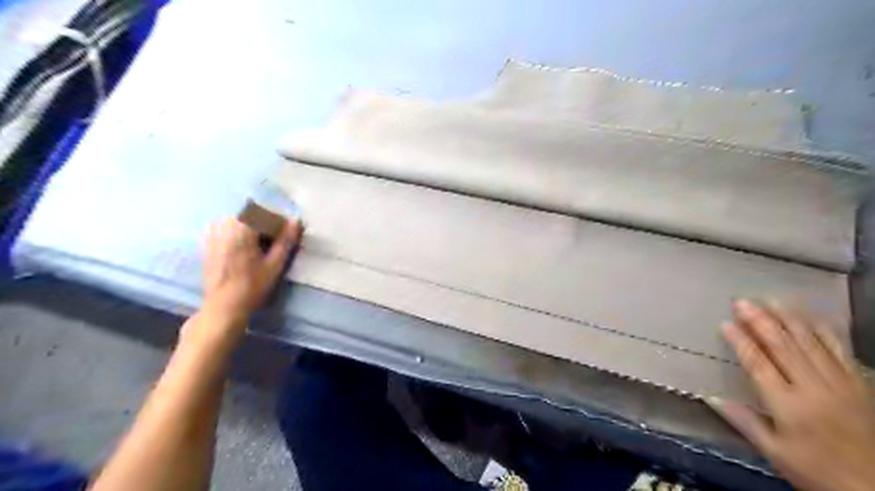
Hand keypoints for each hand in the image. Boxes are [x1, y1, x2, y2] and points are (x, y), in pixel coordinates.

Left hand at [202, 217, 303, 324]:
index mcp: (242, 228)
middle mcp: (224, 225)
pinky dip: (240, 234)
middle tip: (275, 244)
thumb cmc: (252, 286)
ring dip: (254, 229)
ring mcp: (213, 232)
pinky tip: (246, 250)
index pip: (266, 214)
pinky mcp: (208, 242)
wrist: (223, 306)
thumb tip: (296, 220)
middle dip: (266, 225)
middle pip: (252, 215)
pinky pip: (228, 229)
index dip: (280, 223)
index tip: (287, 236)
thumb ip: (286, 239)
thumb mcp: (275, 263)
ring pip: (240, 221)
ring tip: (262, 248)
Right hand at [709, 299, 874, 490]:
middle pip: (783, 346)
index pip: (758, 364)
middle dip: (760, 321)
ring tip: (772, 300)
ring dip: (789, 319)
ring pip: (811, 343)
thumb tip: (710, 397)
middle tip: (743, 301)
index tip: (725, 323)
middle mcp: (813, 388)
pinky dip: (825, 332)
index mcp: (788, 405)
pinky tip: (813, 318)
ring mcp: (840, 383)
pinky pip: (841, 351)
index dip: (740, 341)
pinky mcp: (860, 385)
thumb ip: (744, 422)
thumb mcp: (775, 453)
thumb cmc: (819, 471)